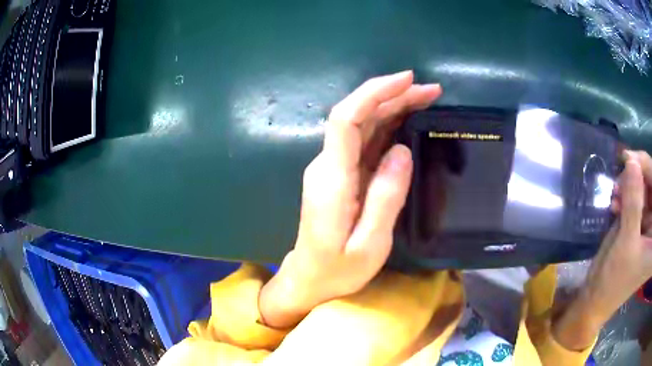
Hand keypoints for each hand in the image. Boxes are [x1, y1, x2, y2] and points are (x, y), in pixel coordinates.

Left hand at [259, 71, 441, 327]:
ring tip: (427, 99)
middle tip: (431, 90)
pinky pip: (365, 142)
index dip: (373, 93)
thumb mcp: (369, 244)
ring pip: (363, 125)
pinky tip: (409, 122)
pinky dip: (388, 126)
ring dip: (394, 107)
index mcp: (332, 178)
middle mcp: (329, 165)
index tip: (406, 80)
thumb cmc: (337, 270)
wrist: (309, 279)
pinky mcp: (341, 175)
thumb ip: (386, 198)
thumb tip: (402, 150)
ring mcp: (333, 168)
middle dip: (393, 96)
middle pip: (358, 116)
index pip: (347, 119)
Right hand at [554, 150, 651, 349]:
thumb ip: (633, 204)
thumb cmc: (614, 281)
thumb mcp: (626, 244)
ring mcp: (651, 226)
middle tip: (622, 173)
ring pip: (647, 189)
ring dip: (632, 186)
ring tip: (616, 193)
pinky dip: (628, 195)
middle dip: (640, 176)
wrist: (598, 298)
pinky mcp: (644, 224)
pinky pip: (640, 198)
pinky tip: (617, 202)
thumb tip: (631, 161)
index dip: (649, 169)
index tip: (631, 158)